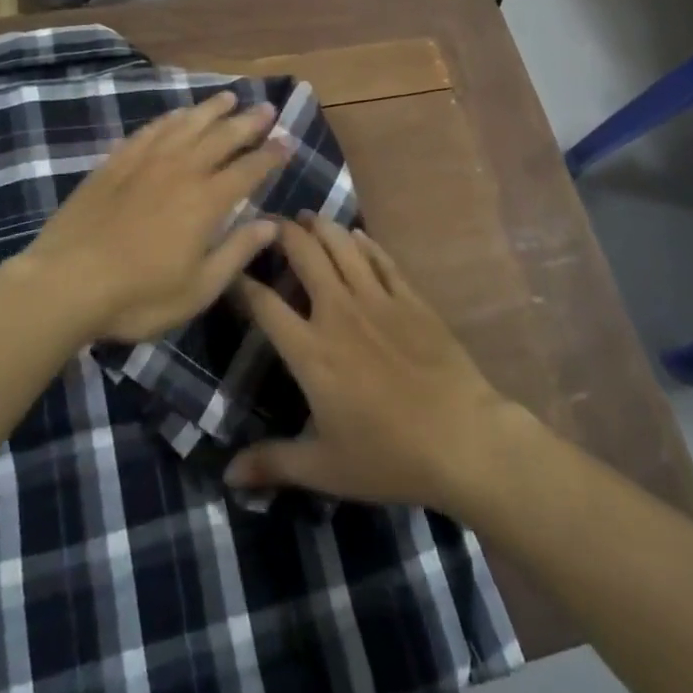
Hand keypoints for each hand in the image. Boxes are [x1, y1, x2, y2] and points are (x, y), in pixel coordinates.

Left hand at [22, 91, 287, 342]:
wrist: (66, 282)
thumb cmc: (138, 295)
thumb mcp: (198, 289)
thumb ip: (236, 252)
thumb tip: (271, 225)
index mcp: (206, 202)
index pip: (249, 170)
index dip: (271, 155)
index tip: (288, 142)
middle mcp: (181, 171)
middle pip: (222, 138)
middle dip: (248, 122)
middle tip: (267, 108)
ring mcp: (146, 162)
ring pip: (187, 125)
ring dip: (211, 110)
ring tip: (229, 98)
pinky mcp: (116, 162)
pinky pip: (151, 130)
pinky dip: (170, 119)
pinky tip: (177, 115)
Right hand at [225, 213, 513, 513]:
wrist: (463, 439)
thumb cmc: (389, 456)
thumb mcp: (325, 469)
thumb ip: (274, 464)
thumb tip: (229, 475)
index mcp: (311, 351)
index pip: (264, 304)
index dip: (241, 282)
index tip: (229, 268)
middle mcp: (338, 312)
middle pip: (304, 254)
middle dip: (281, 233)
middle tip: (267, 222)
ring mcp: (377, 299)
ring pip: (342, 245)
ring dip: (320, 226)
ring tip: (305, 217)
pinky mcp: (410, 298)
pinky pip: (381, 259)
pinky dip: (364, 242)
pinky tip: (356, 235)